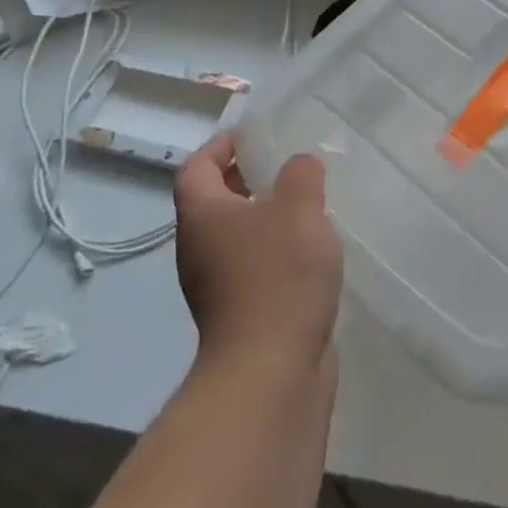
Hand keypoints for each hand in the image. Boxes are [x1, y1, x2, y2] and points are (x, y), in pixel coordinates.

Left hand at [173, 133, 341, 375]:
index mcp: (202, 216)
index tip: (253, 135)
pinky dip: (274, 250)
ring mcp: (216, 286)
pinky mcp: (239, 315)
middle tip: (285, 165)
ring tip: (305, 204)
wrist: (270, 372)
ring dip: (263, 216)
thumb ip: (300, 174)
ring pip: (235, 236)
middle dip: (246, 178)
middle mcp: (199, 248)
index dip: (221, 145)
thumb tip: (298, 166)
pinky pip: (252, 266)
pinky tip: (310, 251)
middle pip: (213, 201)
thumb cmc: (278, 275)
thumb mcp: (299, 207)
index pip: (196, 166)